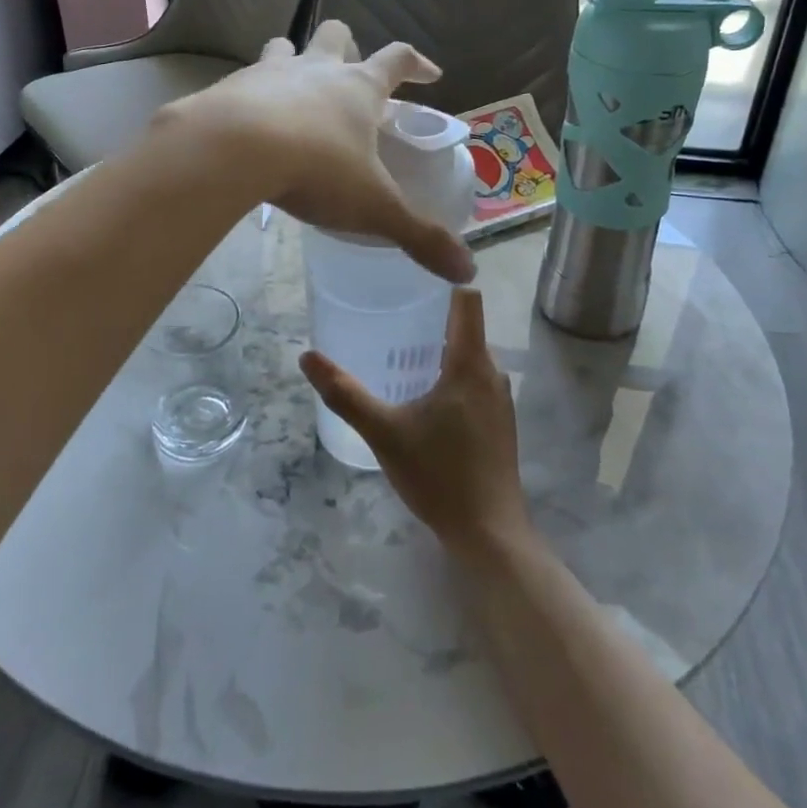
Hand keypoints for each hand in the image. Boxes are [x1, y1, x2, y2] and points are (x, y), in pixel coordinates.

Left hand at [166, 20, 474, 284]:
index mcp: (358, 89)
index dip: (417, 63)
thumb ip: (419, 237)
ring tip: (293, 87)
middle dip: (346, 45)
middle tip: (348, 72)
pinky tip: (247, 122)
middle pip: (336, 36)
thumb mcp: (374, 207)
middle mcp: (316, 70)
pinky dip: (250, 94)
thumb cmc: (315, 170)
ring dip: (292, 59)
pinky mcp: (229, 87)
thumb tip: (467, 271)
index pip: (398, 59)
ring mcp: (269, 73)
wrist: (231, 150)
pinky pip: (243, 81)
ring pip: (284, 47)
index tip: (430, 73)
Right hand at [302, 290, 531, 560]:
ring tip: (397, 349)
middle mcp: (492, 372)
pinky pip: (473, 380)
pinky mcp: (498, 422)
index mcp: (471, 363)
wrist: (490, 534)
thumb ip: (345, 393)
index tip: (410, 273)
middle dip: (429, 317)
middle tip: (388, 311)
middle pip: (464, 327)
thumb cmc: (439, 475)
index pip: (467, 299)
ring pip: (468, 356)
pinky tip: (421, 394)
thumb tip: (307, 356)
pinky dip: (449, 375)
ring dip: (438, 349)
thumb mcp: (384, 432)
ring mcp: (499, 399)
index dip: (443, 280)